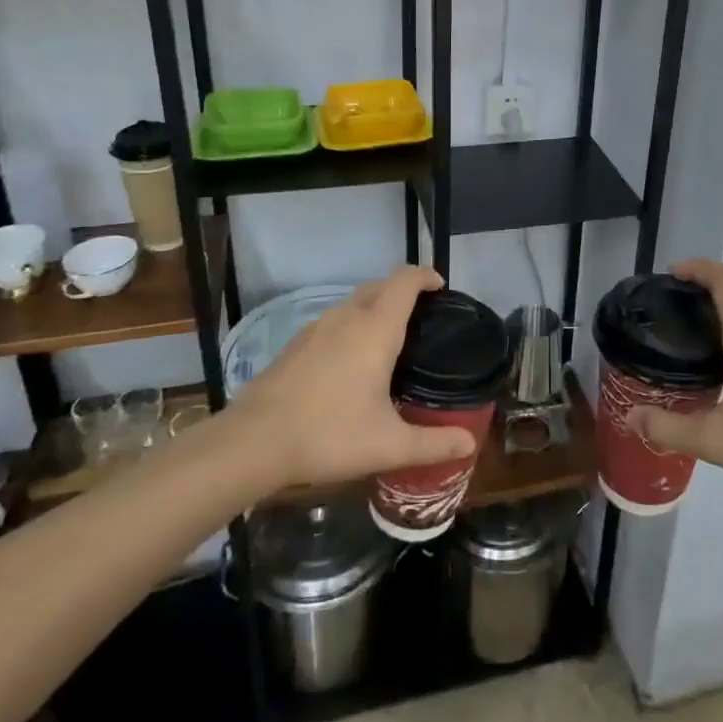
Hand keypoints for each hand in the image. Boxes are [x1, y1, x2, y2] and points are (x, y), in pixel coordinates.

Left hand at [228, 266, 477, 488]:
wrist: (253, 442)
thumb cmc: (328, 434)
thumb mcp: (388, 445)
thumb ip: (433, 444)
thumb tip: (470, 444)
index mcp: (375, 328)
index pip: (405, 280)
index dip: (426, 276)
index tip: (441, 289)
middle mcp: (347, 317)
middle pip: (380, 286)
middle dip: (403, 292)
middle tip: (423, 320)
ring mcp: (316, 328)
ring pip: (354, 303)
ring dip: (376, 308)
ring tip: (390, 342)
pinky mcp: (296, 344)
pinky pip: (334, 321)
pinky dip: (352, 327)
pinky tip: (351, 364)